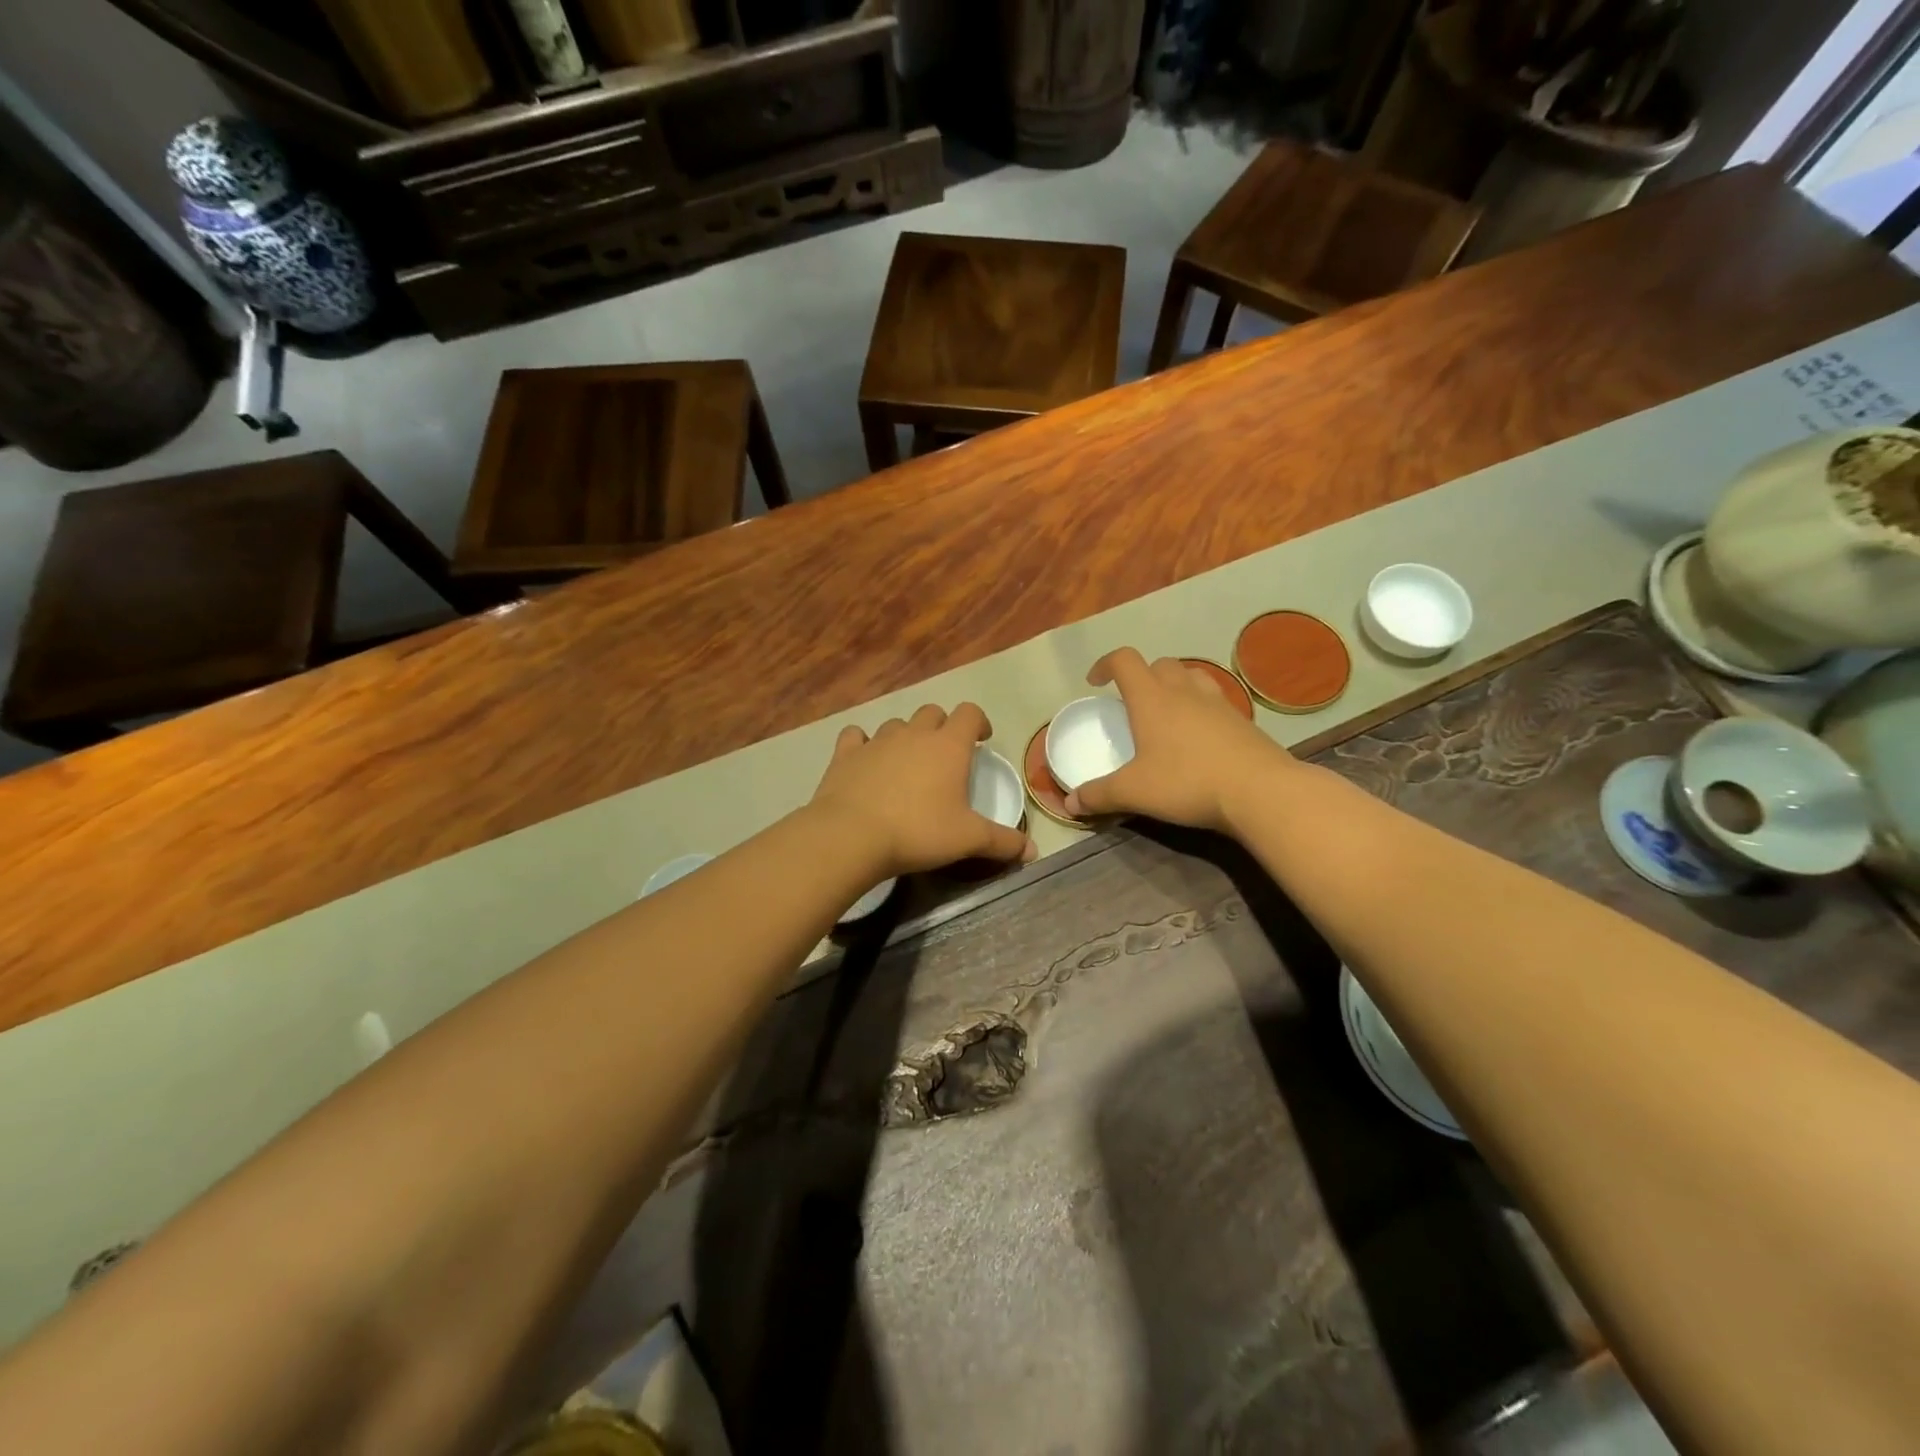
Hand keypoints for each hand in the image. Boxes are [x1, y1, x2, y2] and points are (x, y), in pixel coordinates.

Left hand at [811, 703, 1034, 876]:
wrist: (852, 836)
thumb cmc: (918, 832)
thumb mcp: (968, 839)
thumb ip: (1003, 842)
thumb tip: (1033, 851)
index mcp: (949, 746)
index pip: (970, 713)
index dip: (979, 722)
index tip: (982, 740)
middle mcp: (914, 734)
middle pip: (933, 712)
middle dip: (942, 727)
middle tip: (946, 754)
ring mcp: (877, 740)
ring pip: (896, 724)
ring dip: (906, 736)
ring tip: (907, 762)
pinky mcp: (846, 753)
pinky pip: (856, 735)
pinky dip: (863, 743)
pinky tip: (865, 759)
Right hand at [1066, 649, 1295, 831]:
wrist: (1259, 791)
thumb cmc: (1187, 782)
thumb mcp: (1134, 792)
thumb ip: (1099, 795)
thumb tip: (1069, 803)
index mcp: (1151, 698)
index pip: (1124, 661)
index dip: (1106, 664)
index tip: (1095, 683)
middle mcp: (1184, 690)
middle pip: (1160, 664)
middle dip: (1142, 676)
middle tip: (1133, 704)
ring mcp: (1218, 702)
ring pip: (1191, 676)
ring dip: (1174, 685)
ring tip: (1167, 713)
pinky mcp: (1242, 720)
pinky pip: (1215, 700)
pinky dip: (1200, 708)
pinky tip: (1199, 737)